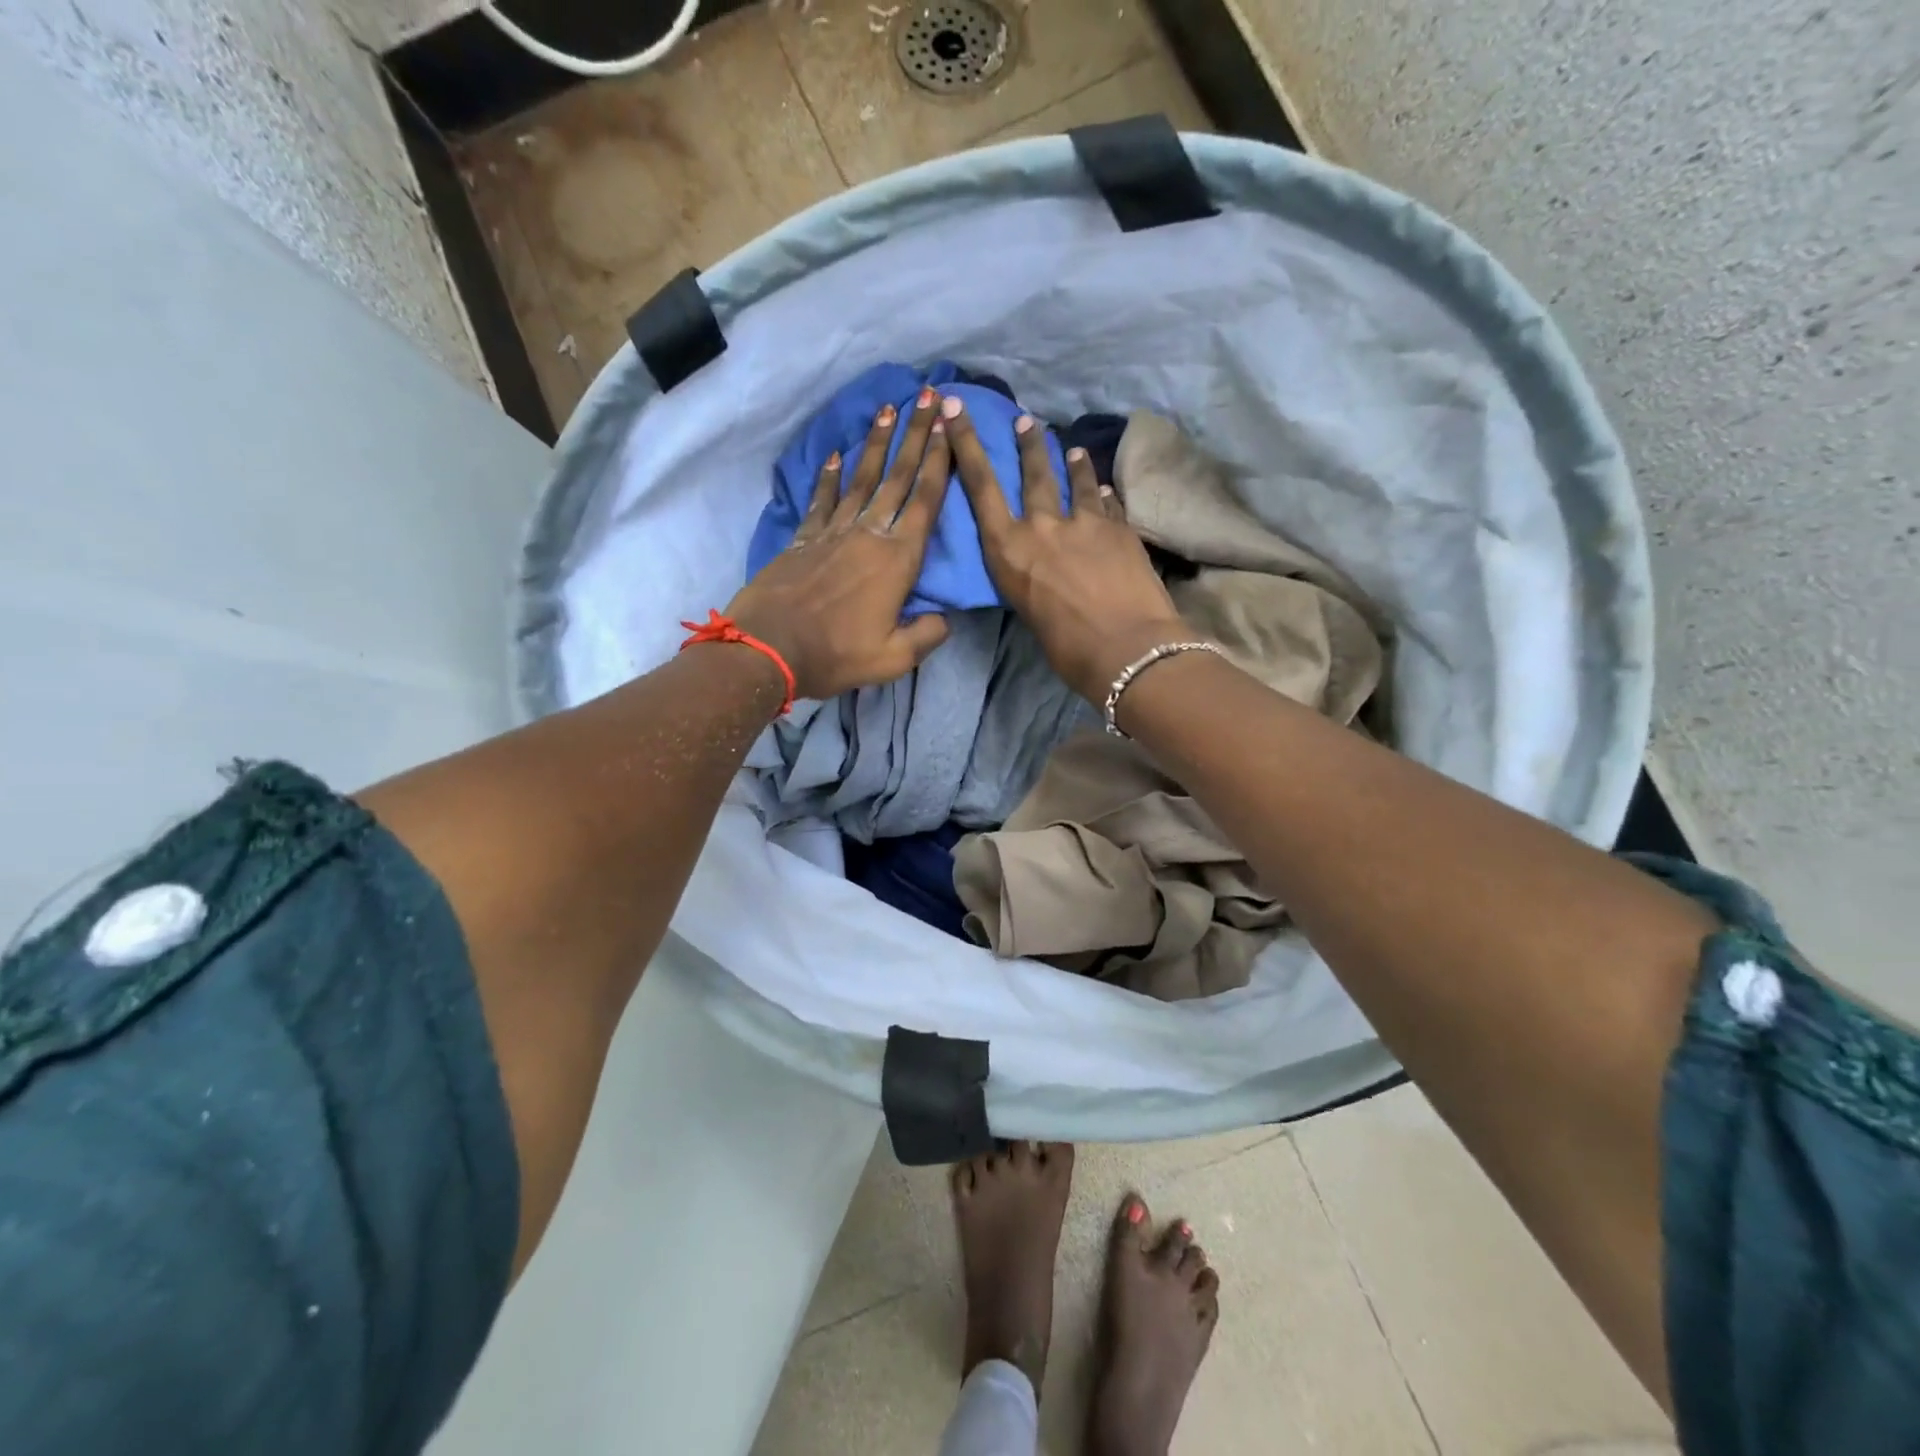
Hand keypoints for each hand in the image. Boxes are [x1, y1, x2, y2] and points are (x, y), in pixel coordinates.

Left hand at [725, 388, 952, 700]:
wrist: (769, 649)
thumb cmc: (836, 654)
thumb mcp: (894, 658)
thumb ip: (927, 635)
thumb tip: (944, 618)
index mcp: (897, 561)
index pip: (925, 501)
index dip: (939, 462)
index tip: (948, 426)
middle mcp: (868, 535)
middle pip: (897, 478)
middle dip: (914, 436)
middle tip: (925, 398)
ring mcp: (833, 533)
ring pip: (861, 479)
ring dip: (876, 444)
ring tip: (887, 410)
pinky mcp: (804, 539)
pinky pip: (821, 500)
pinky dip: (830, 477)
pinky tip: (837, 456)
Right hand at [941, 396, 1189, 702]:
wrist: (1125, 647)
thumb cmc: (1066, 648)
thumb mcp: (1028, 611)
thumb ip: (1030, 579)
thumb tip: (1043, 569)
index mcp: (1008, 550)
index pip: (980, 485)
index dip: (965, 443)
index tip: (954, 407)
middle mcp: (1042, 526)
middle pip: (1032, 473)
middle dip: (1028, 444)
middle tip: (1027, 422)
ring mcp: (1085, 522)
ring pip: (1074, 481)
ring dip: (1071, 463)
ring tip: (1072, 449)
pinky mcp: (1120, 528)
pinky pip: (1107, 503)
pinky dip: (1102, 494)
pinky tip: (1104, 489)